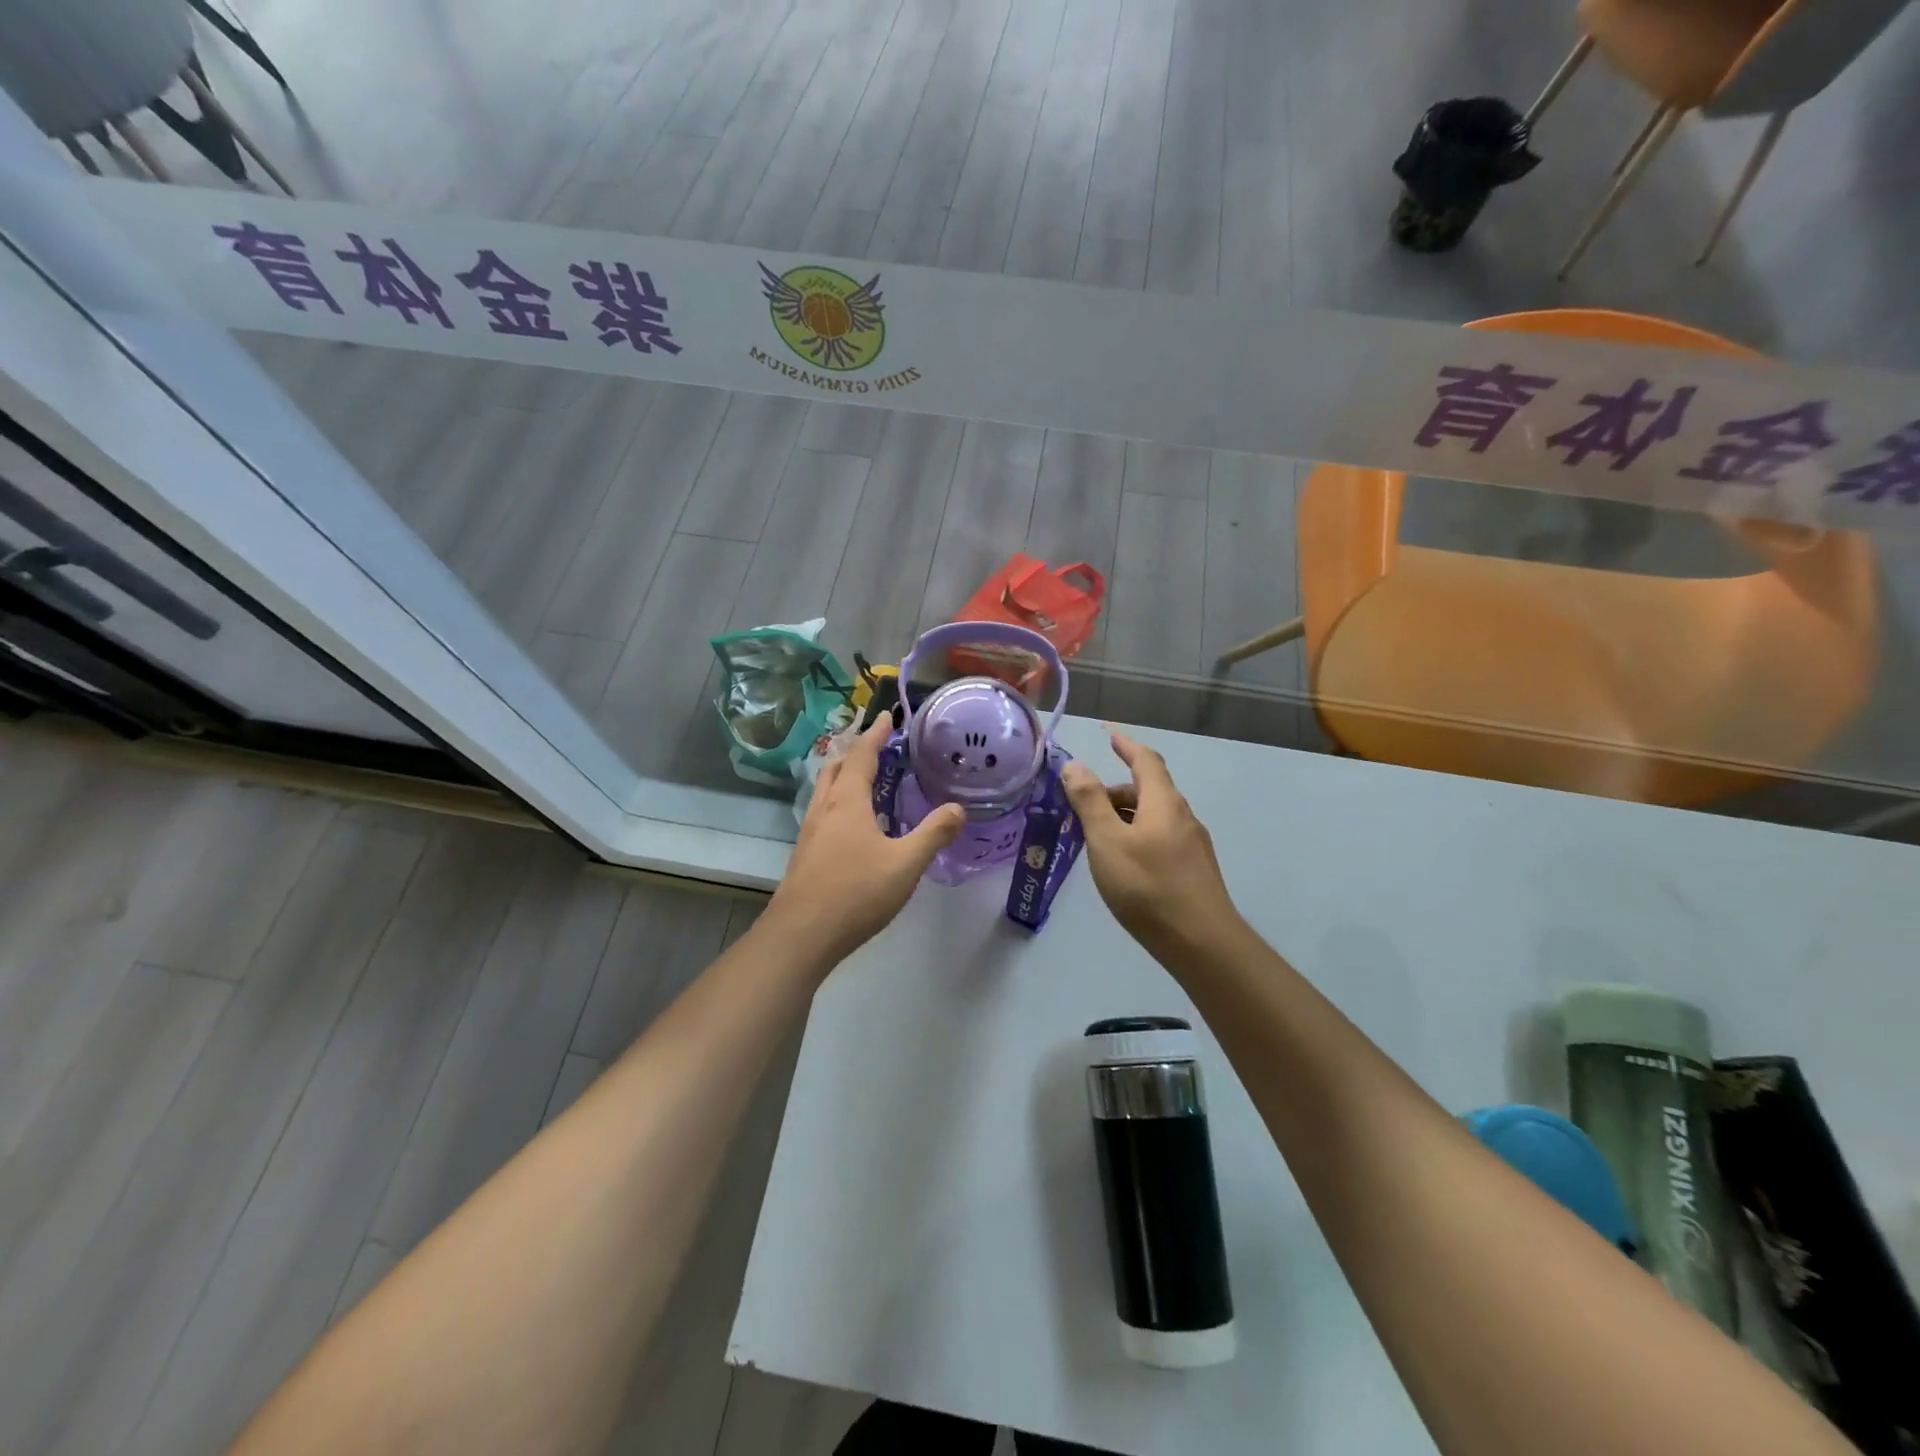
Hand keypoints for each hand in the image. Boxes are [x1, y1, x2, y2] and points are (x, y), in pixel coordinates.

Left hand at [764, 718, 965, 971]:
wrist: (801, 934)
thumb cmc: (856, 892)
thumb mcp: (906, 863)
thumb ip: (933, 834)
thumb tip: (958, 808)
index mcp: (848, 802)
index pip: (862, 756)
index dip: (876, 735)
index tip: (887, 716)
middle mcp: (824, 809)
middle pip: (837, 768)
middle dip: (856, 752)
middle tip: (878, 747)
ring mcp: (810, 832)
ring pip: (825, 791)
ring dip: (844, 776)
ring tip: (866, 780)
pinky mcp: (805, 855)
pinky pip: (823, 813)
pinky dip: (839, 802)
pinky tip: (853, 825)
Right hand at [1061, 734, 1244, 956]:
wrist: (1201, 943)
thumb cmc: (1147, 885)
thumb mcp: (1107, 840)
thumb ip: (1089, 801)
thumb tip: (1075, 766)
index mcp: (1163, 802)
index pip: (1146, 761)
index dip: (1127, 746)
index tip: (1110, 735)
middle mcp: (1182, 817)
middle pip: (1148, 791)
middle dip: (1115, 791)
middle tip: (1082, 807)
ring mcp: (1192, 846)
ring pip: (1153, 818)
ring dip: (1124, 817)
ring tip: (1095, 838)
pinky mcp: (1193, 871)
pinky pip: (1160, 839)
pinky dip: (1136, 837)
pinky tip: (1122, 865)